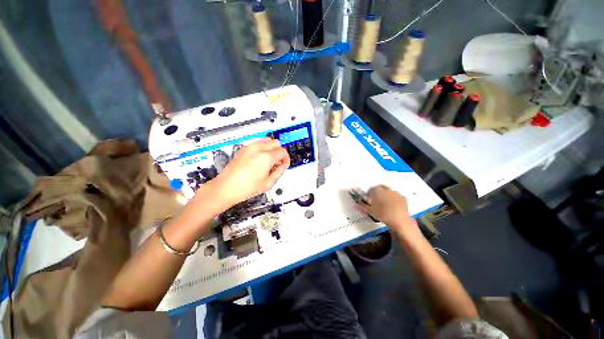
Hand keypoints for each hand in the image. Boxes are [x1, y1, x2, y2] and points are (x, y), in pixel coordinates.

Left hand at [206, 139, 289, 208]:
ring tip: (269, 161)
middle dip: (279, 152)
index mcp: (266, 157)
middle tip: (277, 162)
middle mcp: (258, 149)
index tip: (284, 164)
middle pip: (276, 142)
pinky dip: (262, 148)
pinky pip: (258, 143)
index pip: (283, 151)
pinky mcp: (243, 148)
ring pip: (267, 140)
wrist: (226, 188)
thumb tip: (284, 165)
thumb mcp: (268, 183)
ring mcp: (250, 147)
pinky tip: (260, 160)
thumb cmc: (245, 188)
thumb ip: (280, 171)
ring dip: (271, 148)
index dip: (286, 158)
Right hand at [357, 185, 416, 235]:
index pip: (371, 189)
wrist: (400, 220)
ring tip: (384, 205)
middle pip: (380, 189)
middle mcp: (386, 189)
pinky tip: (392, 207)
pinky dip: (394, 200)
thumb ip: (362, 206)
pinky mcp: (403, 198)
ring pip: (388, 192)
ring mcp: (396, 193)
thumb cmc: (383, 214)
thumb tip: (355, 205)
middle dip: (377, 193)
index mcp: (377, 190)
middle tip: (376, 202)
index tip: (369, 200)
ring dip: (385, 196)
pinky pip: (396, 197)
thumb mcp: (370, 211)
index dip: (369, 195)